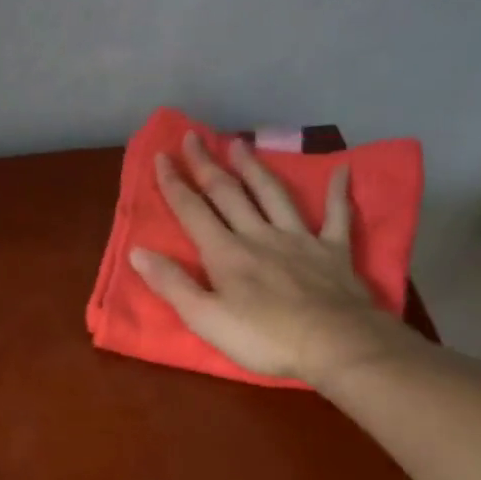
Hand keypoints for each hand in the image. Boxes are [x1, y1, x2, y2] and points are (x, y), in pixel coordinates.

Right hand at [130, 131, 408, 383]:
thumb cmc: (264, 338)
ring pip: (273, 195)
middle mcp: (259, 235)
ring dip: (255, 168)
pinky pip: (336, 216)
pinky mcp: (333, 251)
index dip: (174, 185)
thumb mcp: (206, 319)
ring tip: (241, 143)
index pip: (193, 212)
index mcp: (226, 254)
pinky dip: (338, 193)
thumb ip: (172, 285)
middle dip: (208, 165)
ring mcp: (299, 239)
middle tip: (193, 136)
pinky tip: (343, 170)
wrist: (332, 343)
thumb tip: (138, 252)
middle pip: (229, 194)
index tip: (161, 156)